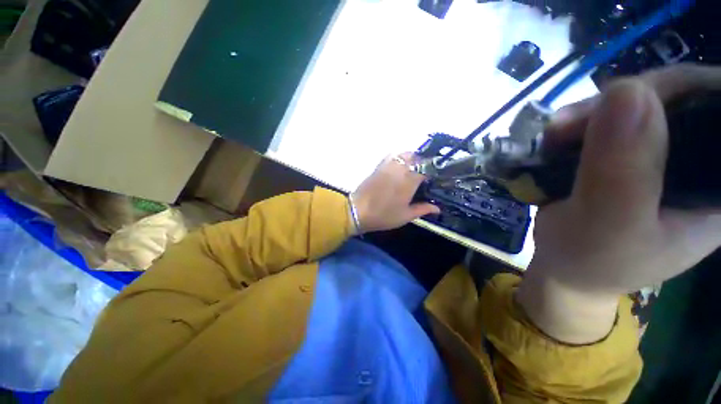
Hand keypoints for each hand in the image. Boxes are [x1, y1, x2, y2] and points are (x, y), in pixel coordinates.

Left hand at [351, 153, 439, 233]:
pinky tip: (399, 165)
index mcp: (409, 181)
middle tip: (426, 171)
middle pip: (416, 157)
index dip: (432, 172)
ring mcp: (388, 166)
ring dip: (412, 158)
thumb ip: (423, 209)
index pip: (426, 169)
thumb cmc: (383, 215)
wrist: (358, 211)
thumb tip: (438, 208)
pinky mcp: (378, 167)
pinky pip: (391, 156)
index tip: (434, 177)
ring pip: (403, 154)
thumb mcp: (405, 216)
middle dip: (423, 162)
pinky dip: (398, 157)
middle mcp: (400, 170)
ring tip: (414, 166)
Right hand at [517, 64, 720, 343]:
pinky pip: (612, 118)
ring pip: (639, 104)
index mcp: (717, 187)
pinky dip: (582, 122)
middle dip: (623, 101)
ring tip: (552, 135)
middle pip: (679, 98)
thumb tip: (623, 94)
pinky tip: (558, 137)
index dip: (683, 89)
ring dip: (591, 113)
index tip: (625, 100)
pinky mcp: (628, 154)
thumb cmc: (591, 261)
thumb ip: (624, 165)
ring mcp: (662, 155)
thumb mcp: (610, 224)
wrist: (569, 268)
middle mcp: (699, 161)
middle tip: (566, 124)